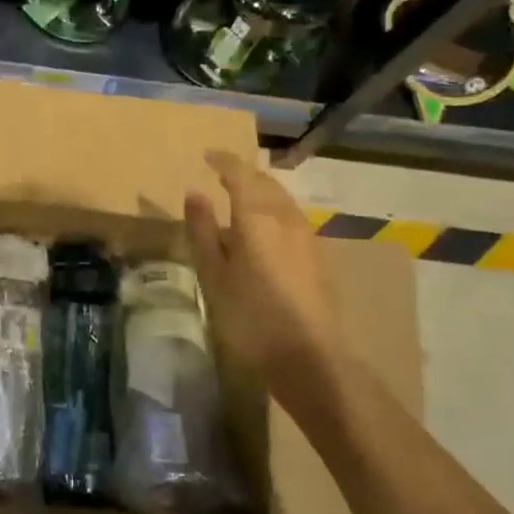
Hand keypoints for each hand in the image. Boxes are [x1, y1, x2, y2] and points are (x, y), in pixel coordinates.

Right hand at [185, 150, 341, 428]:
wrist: (309, 358)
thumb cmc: (250, 317)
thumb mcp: (214, 276)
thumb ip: (203, 231)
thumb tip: (194, 193)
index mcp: (257, 217)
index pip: (240, 173)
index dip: (223, 160)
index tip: (207, 155)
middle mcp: (286, 218)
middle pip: (265, 182)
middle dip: (243, 174)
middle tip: (222, 176)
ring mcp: (307, 236)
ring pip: (282, 199)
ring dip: (261, 192)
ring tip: (241, 200)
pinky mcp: (318, 256)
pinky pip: (292, 218)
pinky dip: (274, 211)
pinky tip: (264, 231)